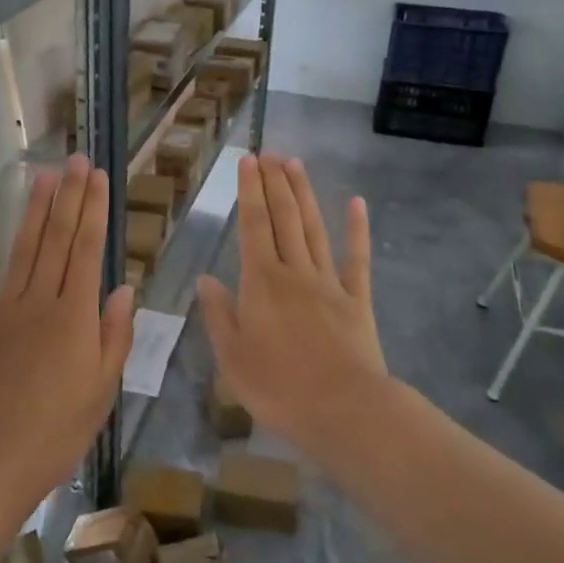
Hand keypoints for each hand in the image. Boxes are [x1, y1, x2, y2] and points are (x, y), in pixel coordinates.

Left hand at [0, 155, 135, 503]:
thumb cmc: (57, 431)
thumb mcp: (102, 389)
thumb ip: (114, 335)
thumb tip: (124, 288)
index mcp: (75, 316)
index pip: (88, 250)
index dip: (94, 210)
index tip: (98, 177)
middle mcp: (41, 301)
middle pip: (58, 239)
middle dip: (68, 196)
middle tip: (75, 160)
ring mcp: (4, 310)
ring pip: (23, 249)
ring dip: (34, 210)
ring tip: (43, 175)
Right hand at [197, 154, 386, 455]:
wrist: (344, 410)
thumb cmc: (279, 388)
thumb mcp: (232, 357)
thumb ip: (219, 315)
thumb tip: (206, 279)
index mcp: (261, 283)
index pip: (252, 226)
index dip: (249, 191)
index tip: (248, 161)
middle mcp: (294, 272)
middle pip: (284, 218)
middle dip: (275, 183)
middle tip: (270, 152)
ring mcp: (329, 283)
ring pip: (314, 229)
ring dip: (304, 194)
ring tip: (295, 164)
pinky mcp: (357, 299)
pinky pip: (356, 259)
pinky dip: (357, 230)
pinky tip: (357, 203)